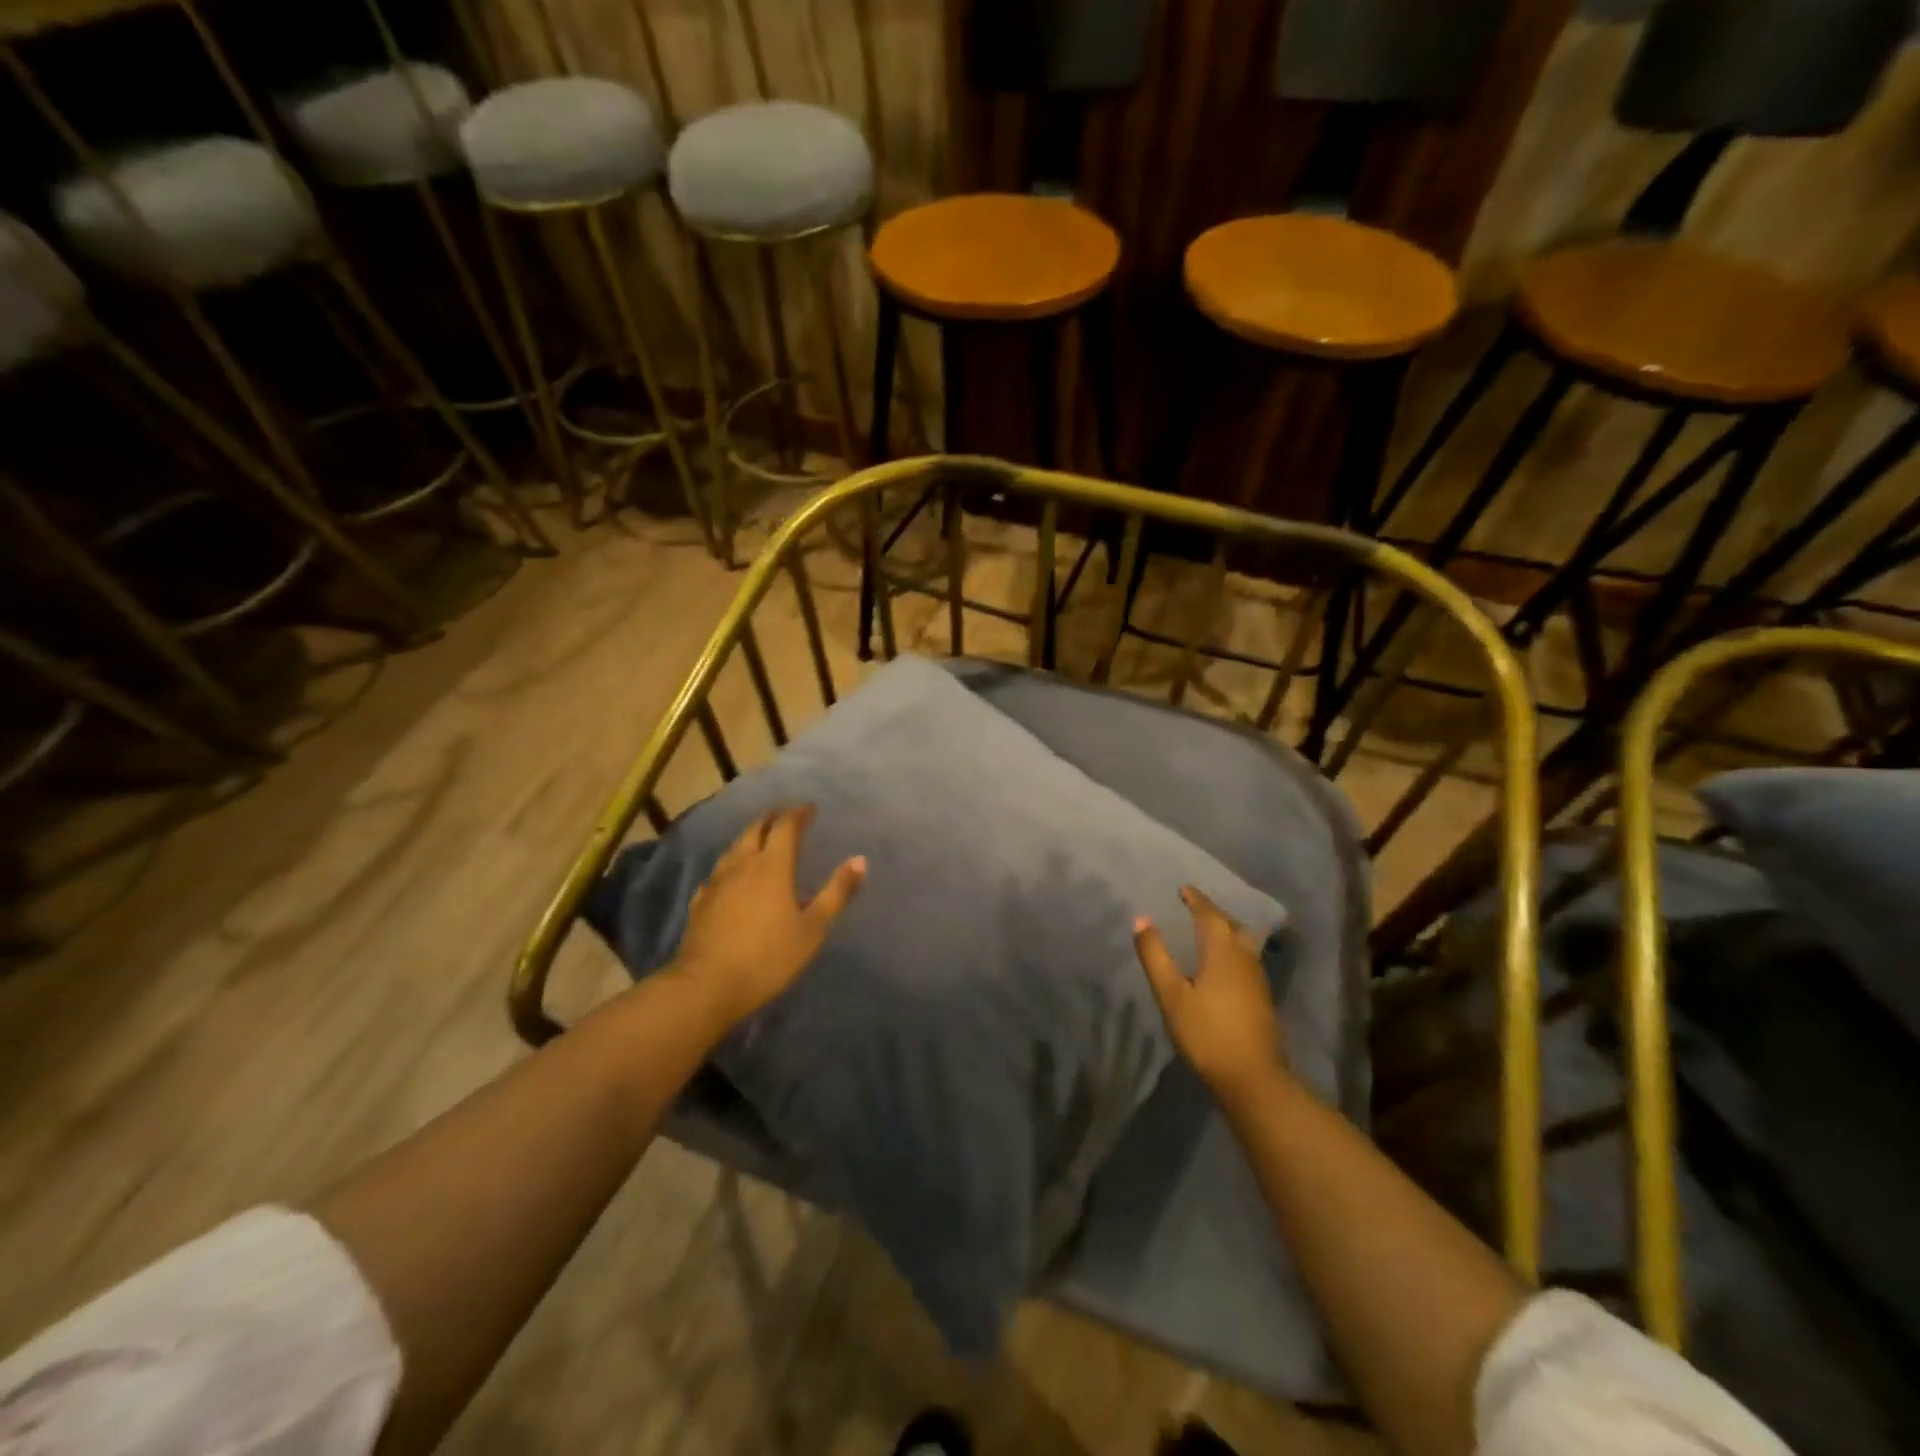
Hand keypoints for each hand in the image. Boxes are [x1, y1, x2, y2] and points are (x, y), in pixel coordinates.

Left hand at [672, 806, 865, 1028]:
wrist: (707, 986)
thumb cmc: (768, 957)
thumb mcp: (813, 928)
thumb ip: (836, 892)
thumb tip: (860, 860)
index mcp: (773, 865)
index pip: (786, 826)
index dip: (799, 813)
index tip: (810, 808)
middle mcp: (743, 864)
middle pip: (755, 828)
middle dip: (772, 817)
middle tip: (786, 816)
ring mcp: (717, 881)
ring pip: (734, 847)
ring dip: (750, 836)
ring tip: (761, 838)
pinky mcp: (700, 901)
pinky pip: (719, 871)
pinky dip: (732, 864)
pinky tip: (731, 876)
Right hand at [1133, 885, 1288, 1108]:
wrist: (1253, 1078)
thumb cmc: (1207, 1033)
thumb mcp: (1171, 994)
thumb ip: (1155, 956)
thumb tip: (1141, 919)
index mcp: (1222, 952)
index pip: (1210, 915)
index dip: (1197, 900)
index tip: (1184, 888)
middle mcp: (1244, 958)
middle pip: (1232, 926)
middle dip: (1214, 913)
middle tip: (1196, 908)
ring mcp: (1257, 980)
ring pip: (1243, 943)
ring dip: (1226, 931)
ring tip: (1208, 932)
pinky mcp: (1262, 999)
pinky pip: (1246, 960)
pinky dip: (1232, 950)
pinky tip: (1223, 965)